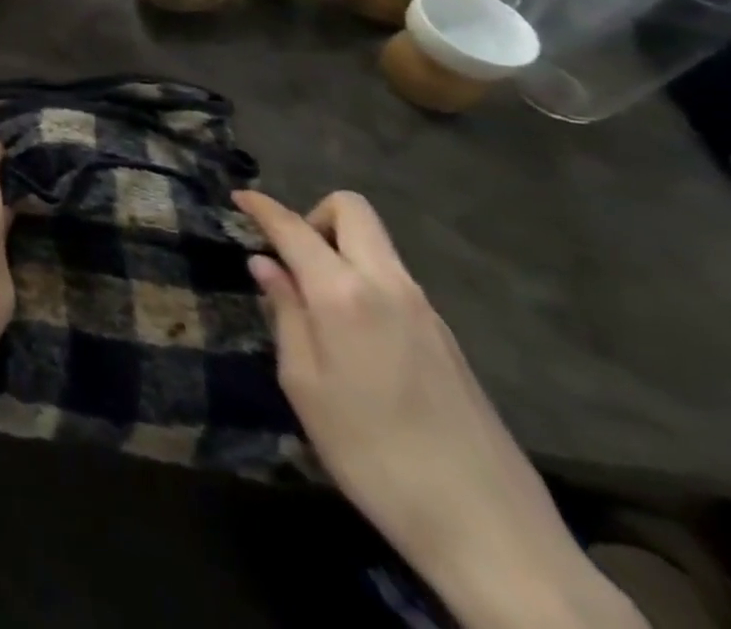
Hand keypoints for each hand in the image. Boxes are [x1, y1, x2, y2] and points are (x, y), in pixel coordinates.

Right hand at [235, 191, 643, 628]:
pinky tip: (353, 337)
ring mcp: (427, 312)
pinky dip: (363, 281)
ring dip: (340, 251)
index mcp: (344, 293)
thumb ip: (285, 315)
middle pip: (353, 211)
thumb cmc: (373, 454)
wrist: (492, 532)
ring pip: (377, 246)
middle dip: (313, 215)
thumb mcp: (305, 386)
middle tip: (289, 258)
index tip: (238, 197)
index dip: (262, 207)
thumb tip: (266, 266)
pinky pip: (394, 282)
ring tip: (314, 305)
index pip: (294, 227)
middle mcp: (389, 286)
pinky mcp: (449, 340)